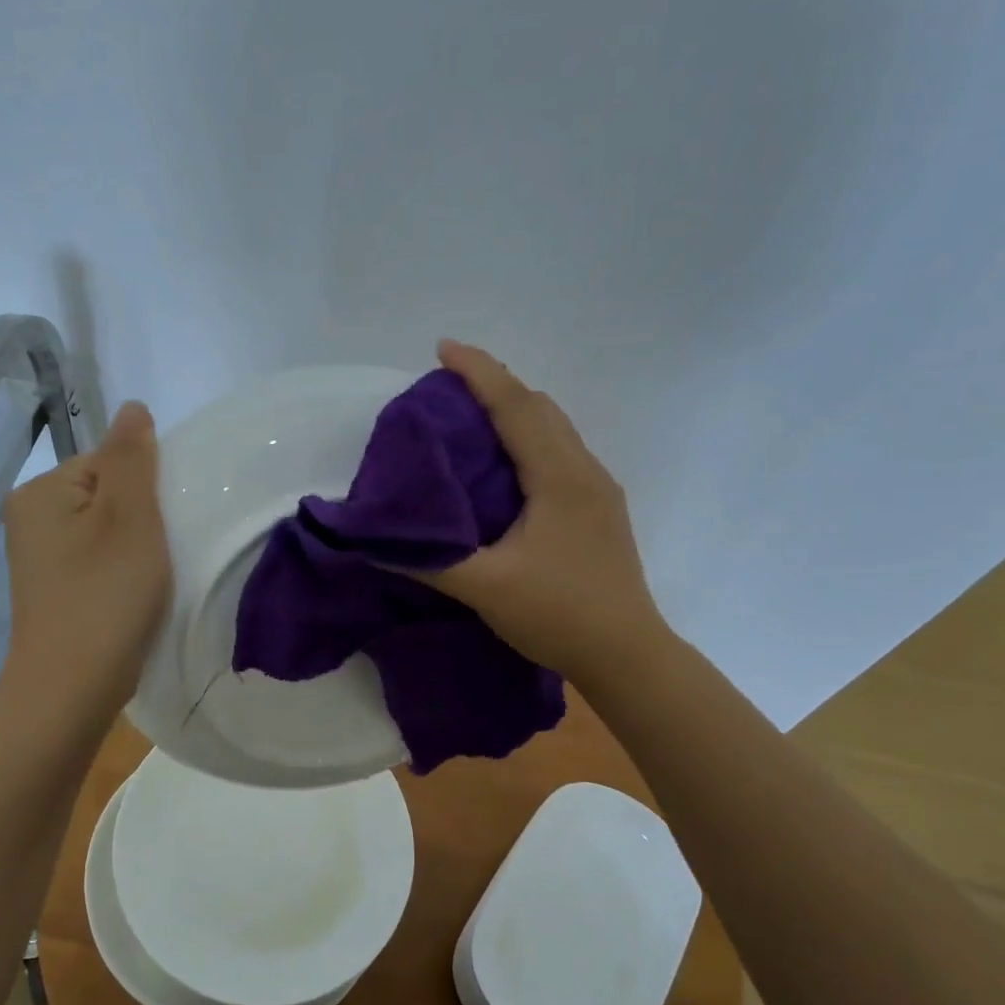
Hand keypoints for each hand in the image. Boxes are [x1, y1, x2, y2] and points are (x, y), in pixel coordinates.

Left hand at [0, 401, 170, 718]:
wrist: (69, 690)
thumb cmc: (104, 597)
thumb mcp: (129, 518)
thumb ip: (131, 458)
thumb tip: (132, 408)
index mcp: (41, 491)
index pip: (110, 461)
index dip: (147, 489)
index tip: (162, 527)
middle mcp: (31, 517)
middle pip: (108, 494)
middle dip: (143, 518)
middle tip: (161, 554)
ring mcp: (39, 556)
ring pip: (106, 529)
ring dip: (136, 546)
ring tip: (151, 578)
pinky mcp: (53, 589)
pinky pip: (97, 559)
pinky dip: (122, 570)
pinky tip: (135, 595)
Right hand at [415, 340, 668, 684]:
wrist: (629, 655)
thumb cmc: (559, 614)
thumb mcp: (485, 588)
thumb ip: (429, 562)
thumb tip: (374, 544)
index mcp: (559, 477)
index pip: (515, 407)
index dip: (478, 372)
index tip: (442, 348)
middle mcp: (584, 470)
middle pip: (539, 407)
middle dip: (495, 385)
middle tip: (448, 386)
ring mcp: (598, 490)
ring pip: (554, 429)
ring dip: (514, 411)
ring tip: (471, 416)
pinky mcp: (599, 510)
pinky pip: (560, 452)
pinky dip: (528, 439)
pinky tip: (505, 465)